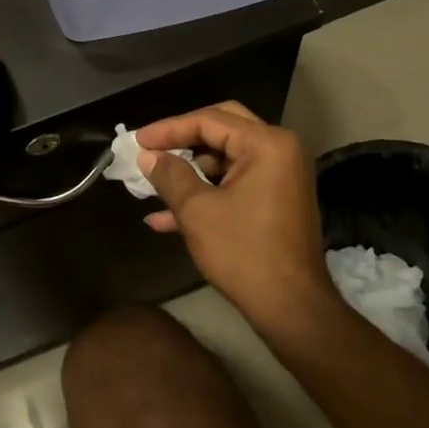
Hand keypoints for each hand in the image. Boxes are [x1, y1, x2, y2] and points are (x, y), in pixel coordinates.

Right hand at [136, 103, 340, 334]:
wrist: (291, 307)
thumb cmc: (243, 252)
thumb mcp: (197, 211)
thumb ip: (170, 175)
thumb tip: (148, 156)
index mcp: (267, 144)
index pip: (210, 120)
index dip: (169, 129)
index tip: (137, 141)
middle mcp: (279, 151)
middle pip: (221, 129)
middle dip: (182, 141)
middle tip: (150, 148)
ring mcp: (281, 176)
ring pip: (226, 159)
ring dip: (190, 172)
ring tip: (152, 186)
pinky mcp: (276, 200)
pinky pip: (235, 183)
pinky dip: (206, 192)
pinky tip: (166, 217)